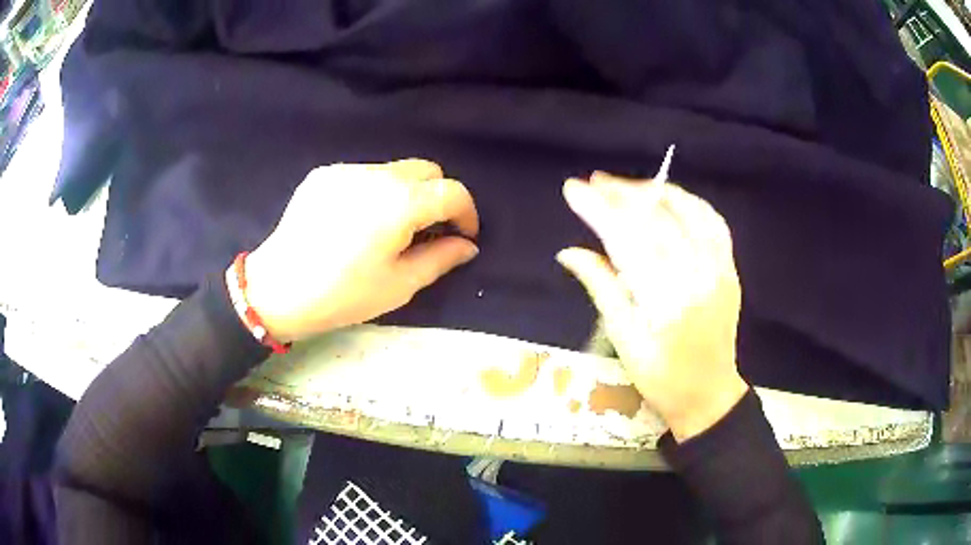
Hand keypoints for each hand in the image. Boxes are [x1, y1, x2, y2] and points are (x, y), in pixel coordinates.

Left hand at [240, 159, 479, 342]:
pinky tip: (356, 221)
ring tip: (389, 227)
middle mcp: (376, 174)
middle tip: (429, 230)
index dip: (466, 213)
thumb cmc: (342, 295)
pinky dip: (374, 192)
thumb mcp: (399, 285)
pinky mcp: (324, 174)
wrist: (277, 289)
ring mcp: (346, 170)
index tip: (463, 236)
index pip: (452, 192)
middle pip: (426, 170)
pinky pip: (363, 175)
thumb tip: (467, 246)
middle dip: (438, 196)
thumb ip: (441, 259)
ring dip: (405, 193)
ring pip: (394, 170)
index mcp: (400, 202)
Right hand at [557, 172, 746, 441]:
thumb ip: (601, 288)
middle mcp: (697, 278)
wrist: (709, 394)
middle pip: (657, 220)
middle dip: (622, 195)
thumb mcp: (624, 339)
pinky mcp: (730, 270)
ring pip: (689, 212)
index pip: (628, 242)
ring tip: (627, 187)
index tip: (574, 190)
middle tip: (595, 181)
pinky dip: (690, 203)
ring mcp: (719, 270)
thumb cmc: (661, 378)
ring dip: (656, 191)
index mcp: (665, 303)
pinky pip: (714, 223)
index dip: (599, 212)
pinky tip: (669, 198)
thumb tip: (569, 252)